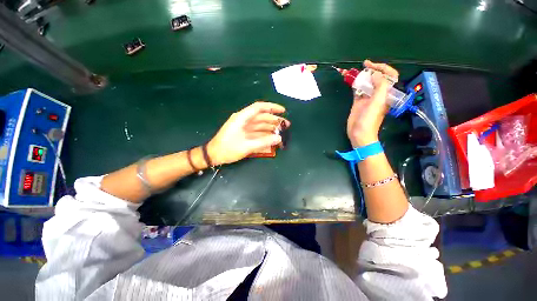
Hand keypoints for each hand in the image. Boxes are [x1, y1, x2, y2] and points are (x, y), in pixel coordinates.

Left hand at [208, 102, 289, 164]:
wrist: (213, 155)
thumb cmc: (228, 149)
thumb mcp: (247, 146)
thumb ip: (264, 142)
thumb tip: (279, 138)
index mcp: (242, 118)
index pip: (259, 107)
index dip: (272, 107)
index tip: (283, 111)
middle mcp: (244, 120)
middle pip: (262, 116)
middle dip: (274, 120)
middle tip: (286, 125)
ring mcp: (244, 127)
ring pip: (260, 124)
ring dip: (271, 127)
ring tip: (281, 132)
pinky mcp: (244, 133)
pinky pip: (257, 131)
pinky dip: (265, 133)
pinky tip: (272, 137)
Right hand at [347, 60, 398, 146]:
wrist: (359, 133)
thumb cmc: (370, 120)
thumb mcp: (377, 102)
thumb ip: (379, 87)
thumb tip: (375, 74)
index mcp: (386, 93)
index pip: (389, 76)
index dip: (382, 68)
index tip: (371, 65)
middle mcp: (378, 94)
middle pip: (377, 78)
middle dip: (371, 69)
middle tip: (363, 65)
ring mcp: (367, 98)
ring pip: (366, 83)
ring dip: (361, 76)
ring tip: (353, 72)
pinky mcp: (358, 102)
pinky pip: (357, 90)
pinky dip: (354, 85)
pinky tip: (350, 81)